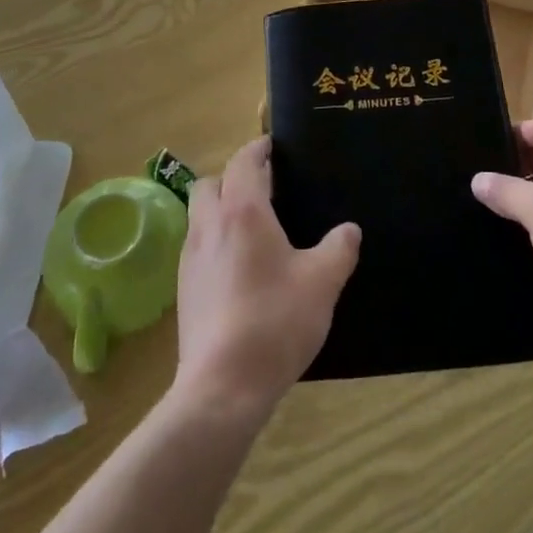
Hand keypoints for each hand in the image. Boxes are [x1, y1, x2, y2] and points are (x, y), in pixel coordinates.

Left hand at [173, 138, 359, 425]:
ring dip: (220, 209)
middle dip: (233, 177)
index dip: (258, 149)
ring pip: (199, 215)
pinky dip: (215, 240)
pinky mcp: (183, 289)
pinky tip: (238, 267)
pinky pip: (197, 247)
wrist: (222, 386)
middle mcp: (209, 226)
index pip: (244, 162)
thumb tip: (349, 229)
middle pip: (210, 183)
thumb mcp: (322, 282)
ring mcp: (190, 258)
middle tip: (264, 189)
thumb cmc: (275, 321)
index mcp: (242, 211)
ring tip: (253, 227)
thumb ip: (339, 249)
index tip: (273, 146)